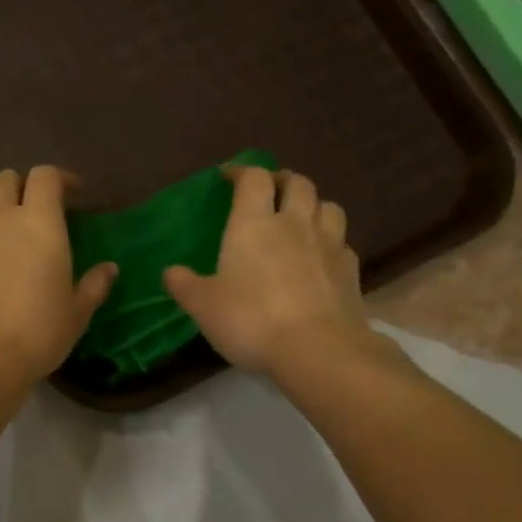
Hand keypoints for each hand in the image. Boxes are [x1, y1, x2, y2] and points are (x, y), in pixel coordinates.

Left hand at [0, 167, 117, 387]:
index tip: (69, 193)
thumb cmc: (36, 337)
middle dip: (19, 188)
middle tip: (24, 212)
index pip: (46, 176)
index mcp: (40, 222)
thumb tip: (110, 268)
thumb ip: (94, 285)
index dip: (58, 178)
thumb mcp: (76, 314)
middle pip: (6, 178)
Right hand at [164, 166, 392, 378]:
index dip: (242, 171)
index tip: (229, 177)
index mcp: (253, 224)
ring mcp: (329, 245)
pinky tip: (322, 257)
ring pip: (328, 206)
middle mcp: (294, 224)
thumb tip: (170, 272)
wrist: (318, 350)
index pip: (253, 179)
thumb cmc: (251, 320)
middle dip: (282, 180)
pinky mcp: (351, 271)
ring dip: (313, 205)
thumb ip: (184, 285)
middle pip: (298, 183)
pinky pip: (343, 242)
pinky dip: (331, 241)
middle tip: (270, 190)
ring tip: (301, 217)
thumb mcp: (203, 306)